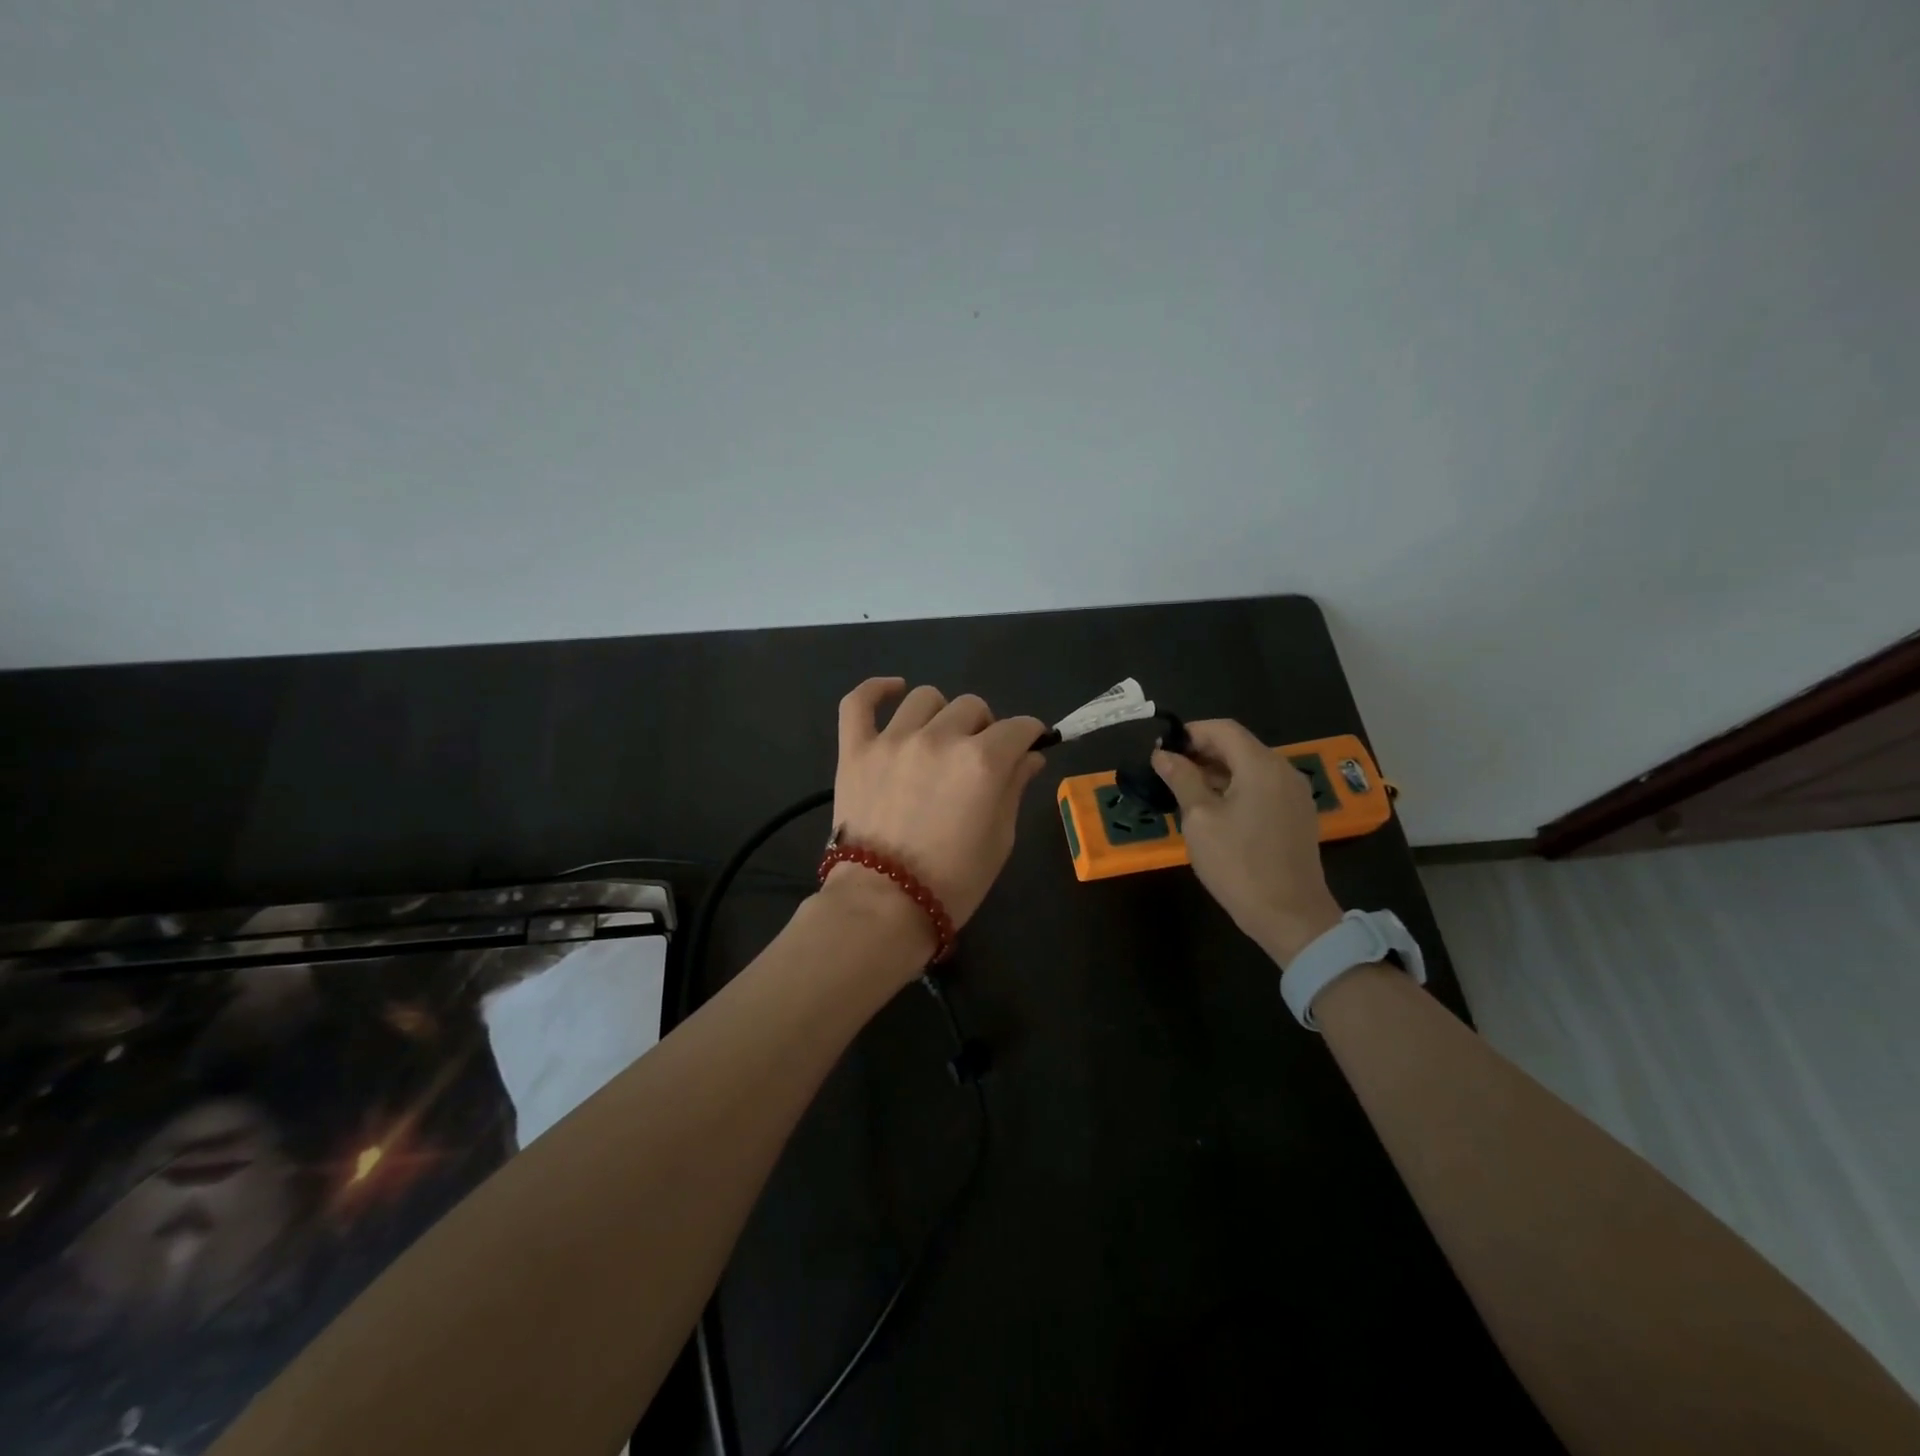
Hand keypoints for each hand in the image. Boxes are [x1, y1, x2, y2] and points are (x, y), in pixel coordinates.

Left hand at [830, 678, 1047, 933]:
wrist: (883, 906)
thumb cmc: (953, 882)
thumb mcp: (1000, 839)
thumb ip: (1015, 787)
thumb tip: (1030, 756)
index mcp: (982, 761)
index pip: (1018, 727)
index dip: (1029, 735)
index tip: (1028, 746)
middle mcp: (940, 739)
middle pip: (973, 707)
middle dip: (985, 727)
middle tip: (980, 756)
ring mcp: (893, 740)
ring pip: (926, 699)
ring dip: (942, 714)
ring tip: (939, 738)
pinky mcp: (855, 750)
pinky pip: (859, 702)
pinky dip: (876, 690)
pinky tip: (894, 690)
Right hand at [1152, 720, 1343, 963]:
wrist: (1289, 915)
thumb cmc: (1238, 864)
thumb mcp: (1200, 819)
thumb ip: (1182, 779)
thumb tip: (1162, 755)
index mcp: (1261, 766)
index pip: (1223, 729)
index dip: (1190, 732)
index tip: (1163, 749)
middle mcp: (1284, 771)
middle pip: (1239, 745)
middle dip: (1202, 751)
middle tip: (1168, 770)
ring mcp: (1294, 794)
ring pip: (1251, 767)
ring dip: (1218, 770)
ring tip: (1185, 789)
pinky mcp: (1297, 815)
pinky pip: (1263, 786)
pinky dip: (1237, 787)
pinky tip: (1214, 808)